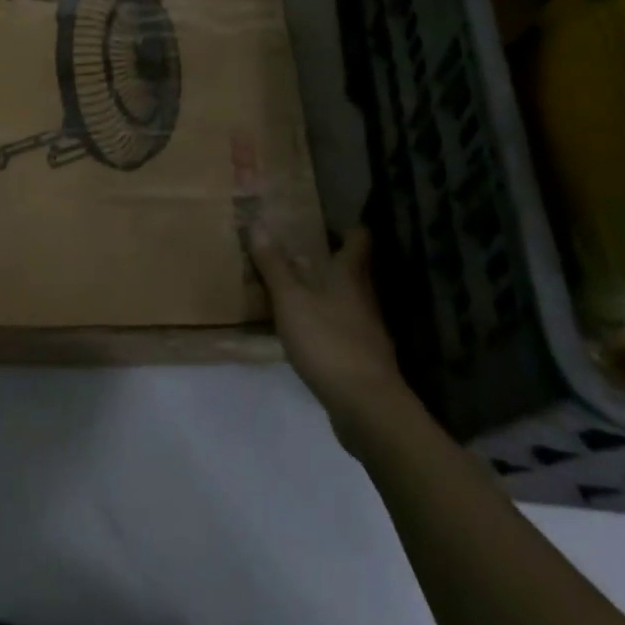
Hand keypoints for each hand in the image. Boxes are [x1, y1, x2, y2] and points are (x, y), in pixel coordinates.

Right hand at [248, 224, 411, 454]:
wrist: (366, 407)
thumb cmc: (328, 341)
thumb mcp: (291, 300)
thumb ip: (274, 265)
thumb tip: (257, 223)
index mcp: (349, 274)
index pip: (358, 238)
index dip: (346, 225)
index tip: (323, 217)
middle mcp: (362, 295)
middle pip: (350, 267)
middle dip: (327, 257)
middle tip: (295, 248)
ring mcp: (365, 328)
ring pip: (344, 297)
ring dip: (322, 290)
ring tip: (291, 285)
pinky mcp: (361, 356)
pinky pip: (340, 326)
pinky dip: (323, 320)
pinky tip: (303, 328)